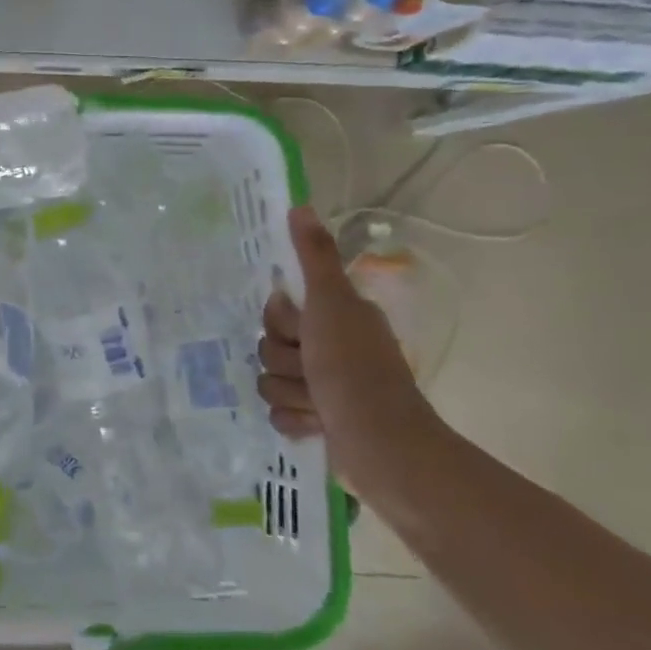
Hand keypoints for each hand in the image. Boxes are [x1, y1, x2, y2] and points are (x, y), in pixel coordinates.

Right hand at [257, 206, 440, 491]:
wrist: (381, 443)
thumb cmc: (354, 368)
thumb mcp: (332, 304)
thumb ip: (314, 258)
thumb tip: (299, 206)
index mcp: (335, 318)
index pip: (276, 311)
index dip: (282, 322)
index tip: (303, 331)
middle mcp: (330, 348)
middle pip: (269, 346)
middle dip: (285, 363)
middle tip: (313, 370)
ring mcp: (324, 387)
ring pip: (271, 381)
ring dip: (290, 394)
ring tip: (320, 404)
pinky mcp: (318, 421)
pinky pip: (279, 414)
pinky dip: (295, 421)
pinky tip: (316, 425)